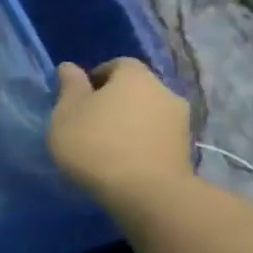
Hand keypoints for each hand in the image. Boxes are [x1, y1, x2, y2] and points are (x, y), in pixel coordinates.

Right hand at [48, 59, 191, 210]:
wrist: (144, 189)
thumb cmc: (94, 142)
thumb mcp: (67, 112)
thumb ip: (70, 87)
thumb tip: (70, 67)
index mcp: (135, 78)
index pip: (119, 63)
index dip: (98, 75)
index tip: (79, 95)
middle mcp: (164, 91)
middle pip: (137, 87)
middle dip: (115, 98)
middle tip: (89, 118)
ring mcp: (180, 120)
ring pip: (148, 110)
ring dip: (129, 119)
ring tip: (106, 140)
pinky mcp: (185, 146)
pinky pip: (157, 132)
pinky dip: (140, 137)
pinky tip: (123, 156)